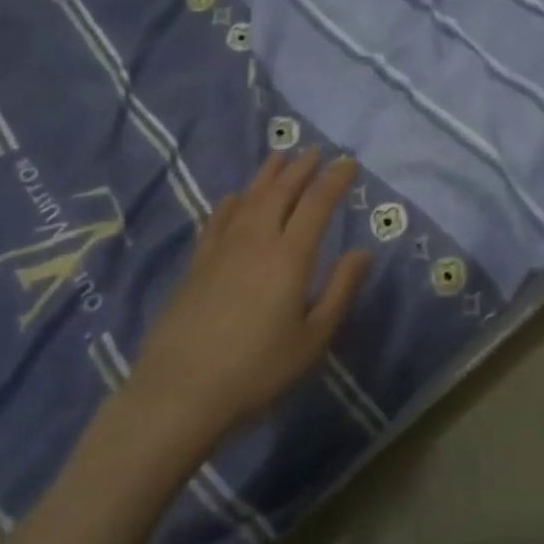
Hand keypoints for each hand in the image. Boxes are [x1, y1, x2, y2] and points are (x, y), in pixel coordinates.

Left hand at [128, 150, 371, 444]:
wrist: (180, 392)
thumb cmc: (258, 370)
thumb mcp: (313, 339)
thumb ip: (341, 290)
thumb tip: (363, 252)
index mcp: (290, 256)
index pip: (317, 203)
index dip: (335, 179)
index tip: (349, 163)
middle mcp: (256, 240)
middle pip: (281, 191)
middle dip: (302, 168)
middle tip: (316, 151)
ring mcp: (222, 248)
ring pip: (249, 198)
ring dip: (268, 174)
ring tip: (280, 157)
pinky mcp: (197, 263)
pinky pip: (218, 219)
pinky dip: (232, 202)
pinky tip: (236, 197)